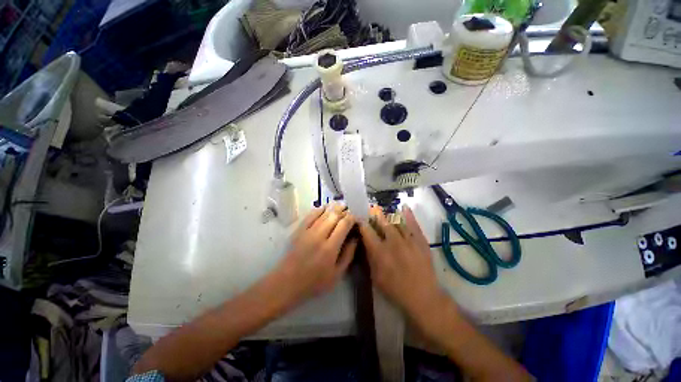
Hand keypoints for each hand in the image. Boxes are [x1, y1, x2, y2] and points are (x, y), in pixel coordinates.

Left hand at [272, 204, 357, 308]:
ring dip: (333, 208)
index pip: (344, 224)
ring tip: (340, 205)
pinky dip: (319, 209)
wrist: (288, 282)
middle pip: (334, 215)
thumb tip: (355, 238)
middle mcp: (319, 235)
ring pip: (323, 213)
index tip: (356, 217)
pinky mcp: (299, 230)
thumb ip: (348, 255)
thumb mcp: (337, 274)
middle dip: (344, 210)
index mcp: (330, 247)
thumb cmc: (315, 281)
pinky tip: (325, 207)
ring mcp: (308, 231)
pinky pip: (310, 215)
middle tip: (349, 211)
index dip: (351, 218)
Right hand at [359, 205, 446, 322]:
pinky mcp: (421, 241)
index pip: (367, 231)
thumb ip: (369, 257)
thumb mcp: (375, 277)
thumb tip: (365, 242)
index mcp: (380, 252)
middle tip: (372, 208)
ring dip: (389, 214)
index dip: (362, 222)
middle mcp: (393, 242)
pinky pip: (413, 224)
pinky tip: (404, 207)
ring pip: (396, 221)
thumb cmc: (395, 289)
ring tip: (384, 210)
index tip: (359, 217)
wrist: (423, 296)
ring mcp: (408, 240)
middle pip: (382, 222)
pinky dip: (408, 215)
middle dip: (375, 213)